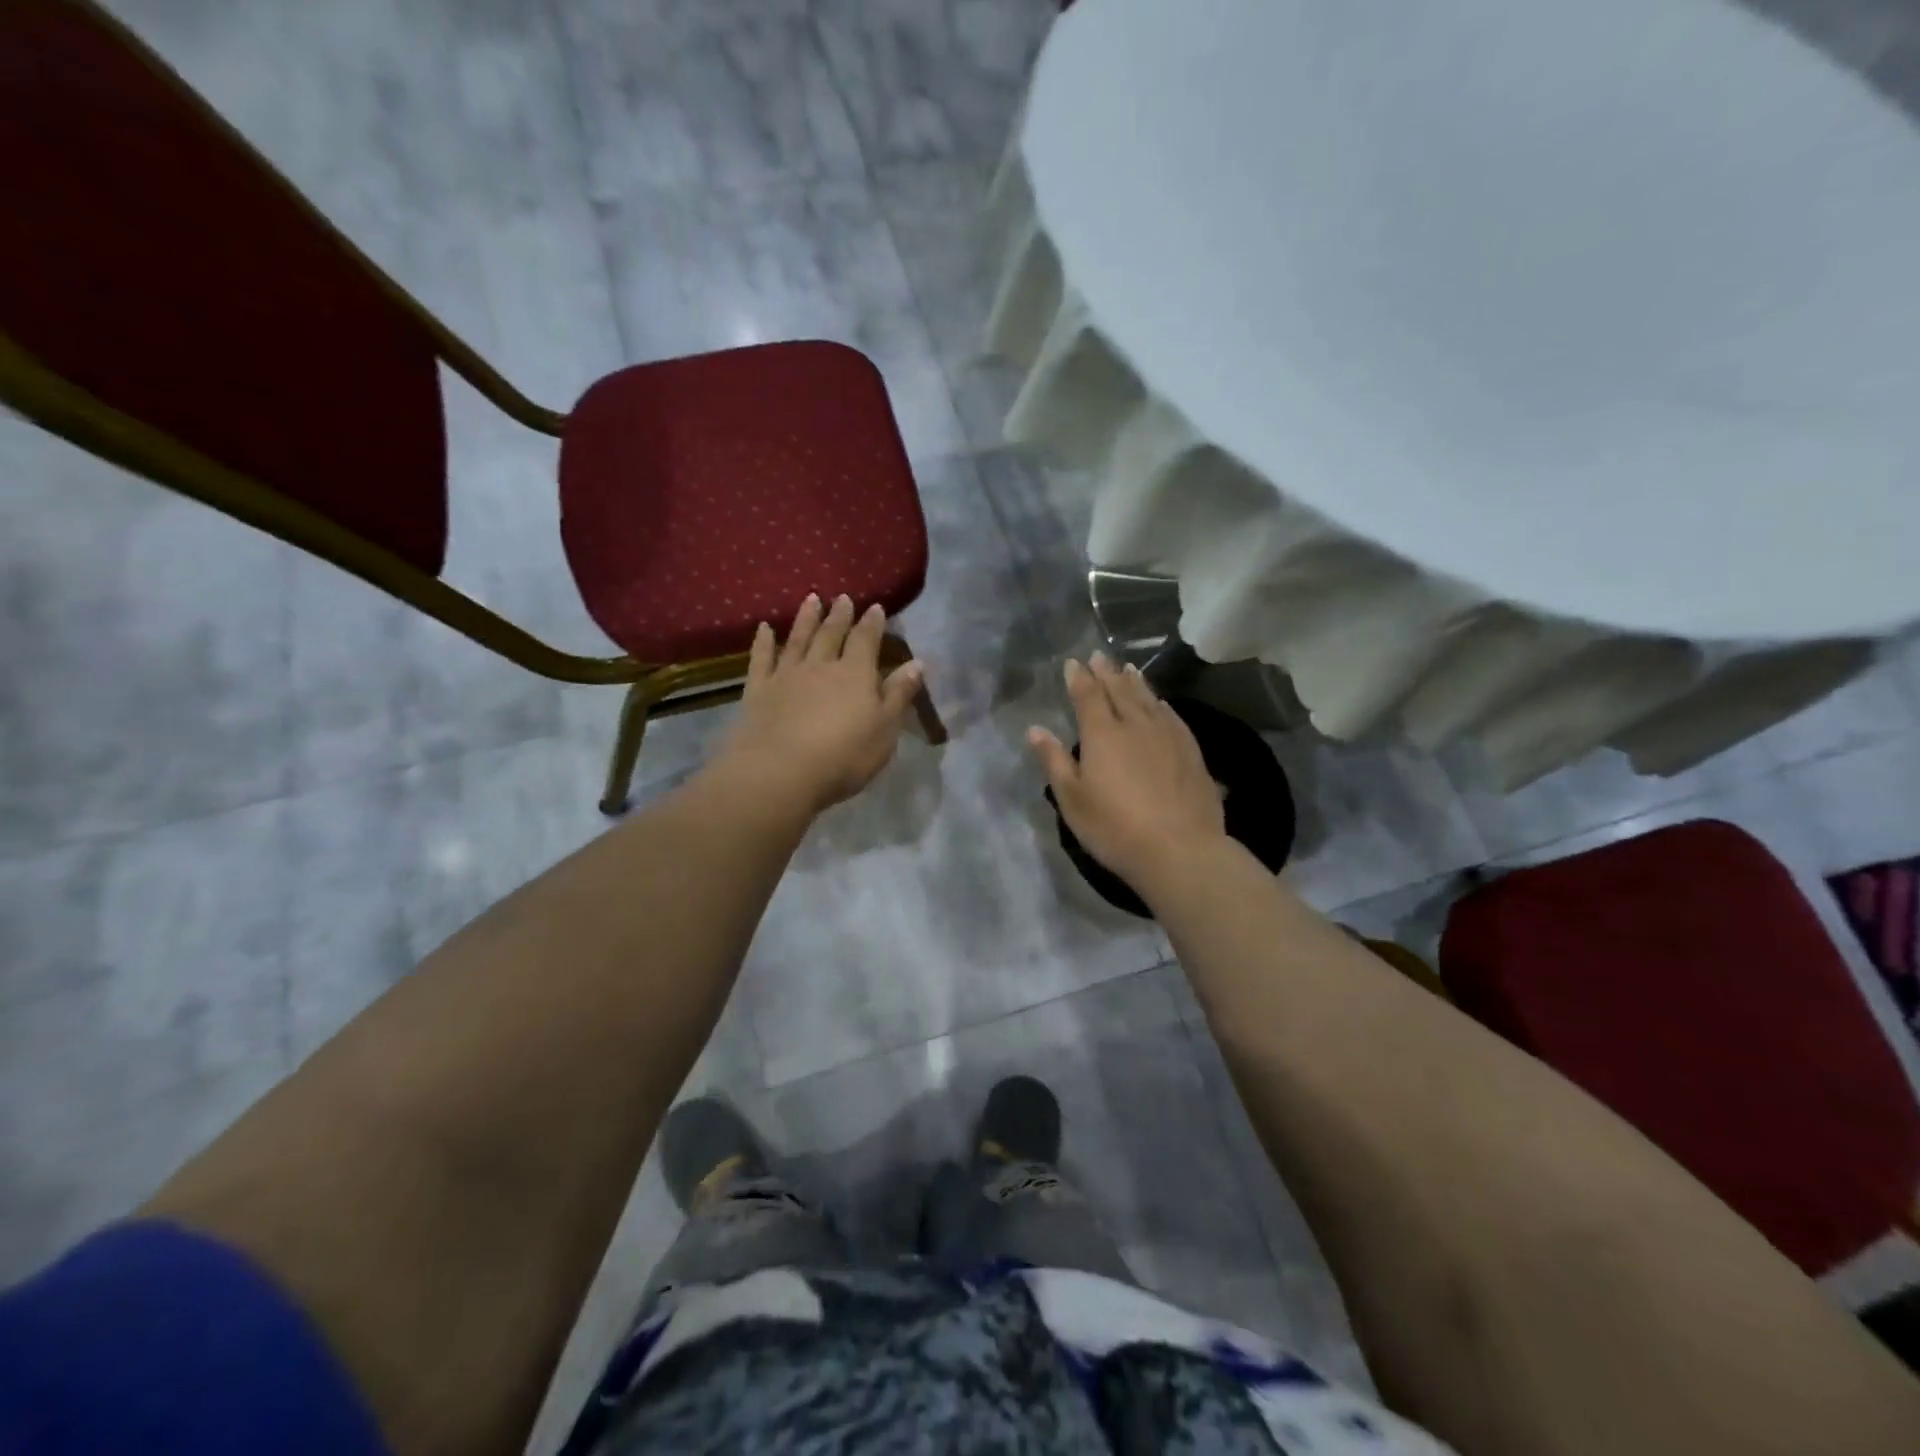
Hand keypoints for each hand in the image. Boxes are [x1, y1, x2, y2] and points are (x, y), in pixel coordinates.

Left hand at [712, 594, 924, 815]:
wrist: (780, 772)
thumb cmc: (844, 756)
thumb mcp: (884, 730)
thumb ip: (899, 695)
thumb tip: (917, 663)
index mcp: (855, 675)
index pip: (866, 641)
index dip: (872, 623)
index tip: (876, 607)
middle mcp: (821, 666)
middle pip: (831, 635)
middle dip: (840, 615)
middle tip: (842, 598)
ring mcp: (786, 676)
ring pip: (798, 639)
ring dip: (806, 618)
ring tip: (811, 599)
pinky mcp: (758, 690)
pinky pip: (761, 659)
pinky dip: (763, 642)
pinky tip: (764, 628)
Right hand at [1028, 654, 1227, 891]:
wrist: (1180, 850)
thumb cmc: (1115, 828)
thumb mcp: (1073, 800)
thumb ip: (1054, 761)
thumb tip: (1035, 729)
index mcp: (1103, 734)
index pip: (1088, 696)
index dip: (1079, 678)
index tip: (1073, 662)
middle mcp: (1136, 725)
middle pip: (1119, 690)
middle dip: (1106, 672)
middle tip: (1099, 656)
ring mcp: (1168, 735)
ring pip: (1148, 699)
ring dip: (1135, 682)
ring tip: (1127, 669)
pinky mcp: (1191, 751)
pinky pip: (1172, 716)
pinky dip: (1161, 704)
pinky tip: (1161, 703)